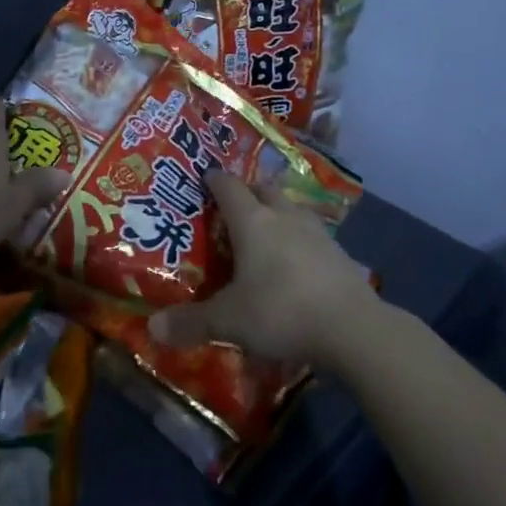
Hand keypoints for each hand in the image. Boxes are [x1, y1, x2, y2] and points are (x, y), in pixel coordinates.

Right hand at [148, 171, 380, 367]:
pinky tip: (298, 260)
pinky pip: (313, 236)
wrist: (352, 327)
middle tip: (235, 203)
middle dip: (248, 191)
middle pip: (264, 189)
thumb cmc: (280, 311)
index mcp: (253, 222)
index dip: (215, 180)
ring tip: (267, 228)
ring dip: (278, 212)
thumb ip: (191, 322)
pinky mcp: (340, 254)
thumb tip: (153, 328)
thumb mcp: (229, 321)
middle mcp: (284, 217)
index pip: (229, 187)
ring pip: (292, 209)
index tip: (205, 176)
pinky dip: (300, 240)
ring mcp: (316, 233)